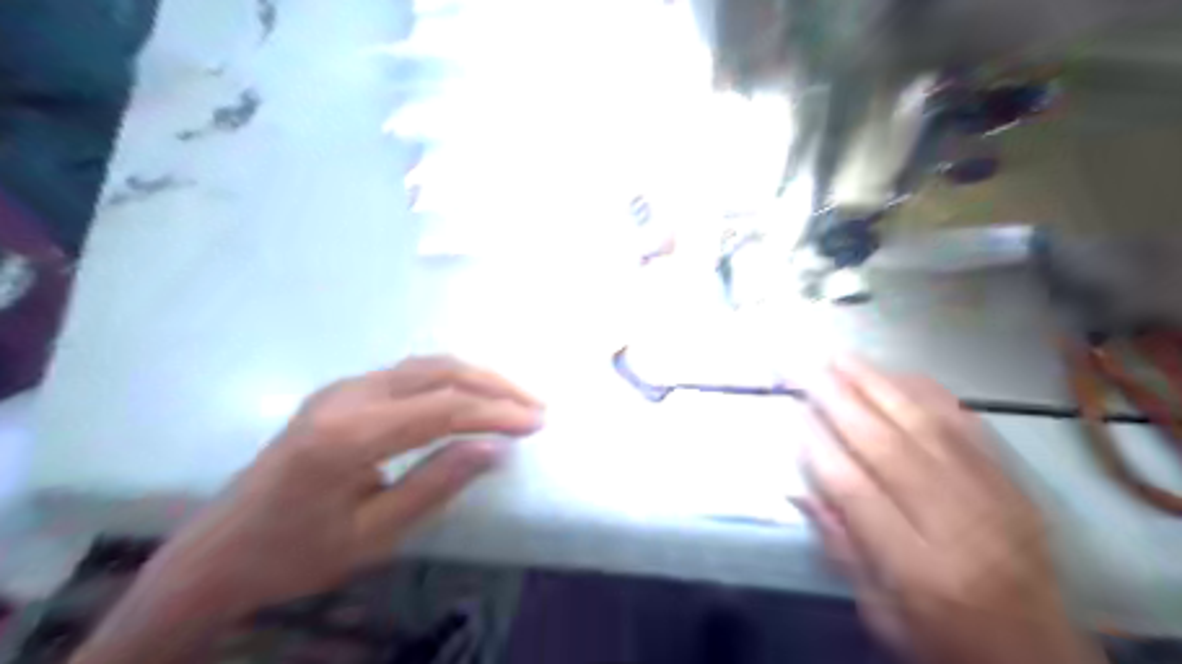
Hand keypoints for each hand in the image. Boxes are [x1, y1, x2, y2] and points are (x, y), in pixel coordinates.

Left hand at [125, 356, 538, 619]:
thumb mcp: (374, 534)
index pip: (442, 408)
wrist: (218, 552)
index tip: (536, 422)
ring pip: (425, 365)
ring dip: (476, 377)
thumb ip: (437, 484)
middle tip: (535, 405)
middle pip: (438, 372)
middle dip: (494, 385)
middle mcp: (346, 395)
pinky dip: (451, 379)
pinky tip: (471, 395)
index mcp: (348, 436)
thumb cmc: (296, 554)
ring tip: (514, 397)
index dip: (496, 412)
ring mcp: (342, 387)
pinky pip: (409, 373)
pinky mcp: (342, 391)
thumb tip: (495, 448)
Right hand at [797, 357, 1104, 663]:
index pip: (857, 492)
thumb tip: (801, 490)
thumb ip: (840, 547)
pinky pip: (968, 426)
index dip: (819, 447)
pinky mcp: (1013, 485)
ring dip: (876, 384)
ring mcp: (993, 498)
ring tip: (839, 357)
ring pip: (926, 425)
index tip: (792, 413)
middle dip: (839, 400)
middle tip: (805, 367)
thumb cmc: (944, 641)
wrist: (1040, 659)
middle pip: (888, 447)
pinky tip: (897, 374)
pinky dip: (928, 394)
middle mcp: (959, 526)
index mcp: (919, 570)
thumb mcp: (878, 614)